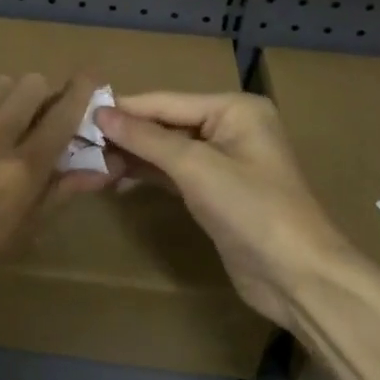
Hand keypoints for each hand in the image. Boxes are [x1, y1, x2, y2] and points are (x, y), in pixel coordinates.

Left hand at [0, 74, 111, 316]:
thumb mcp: (16, 236)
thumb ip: (56, 195)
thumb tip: (96, 171)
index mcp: (22, 169)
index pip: (63, 114)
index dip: (82, 90)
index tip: (93, 76)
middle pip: (29, 84)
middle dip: (41, 94)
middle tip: (38, 114)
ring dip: (8, 97)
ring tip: (2, 123)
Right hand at [96, 92, 348, 326]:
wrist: (298, 277)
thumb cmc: (252, 210)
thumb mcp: (196, 168)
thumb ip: (146, 139)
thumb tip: (101, 113)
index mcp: (234, 109)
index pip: (166, 102)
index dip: (124, 109)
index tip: (80, 112)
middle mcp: (230, 127)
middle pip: (166, 123)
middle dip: (126, 134)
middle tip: (80, 142)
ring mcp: (224, 160)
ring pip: (167, 149)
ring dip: (132, 155)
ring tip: (91, 162)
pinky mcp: (216, 191)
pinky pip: (174, 172)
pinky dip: (147, 174)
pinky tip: (116, 179)